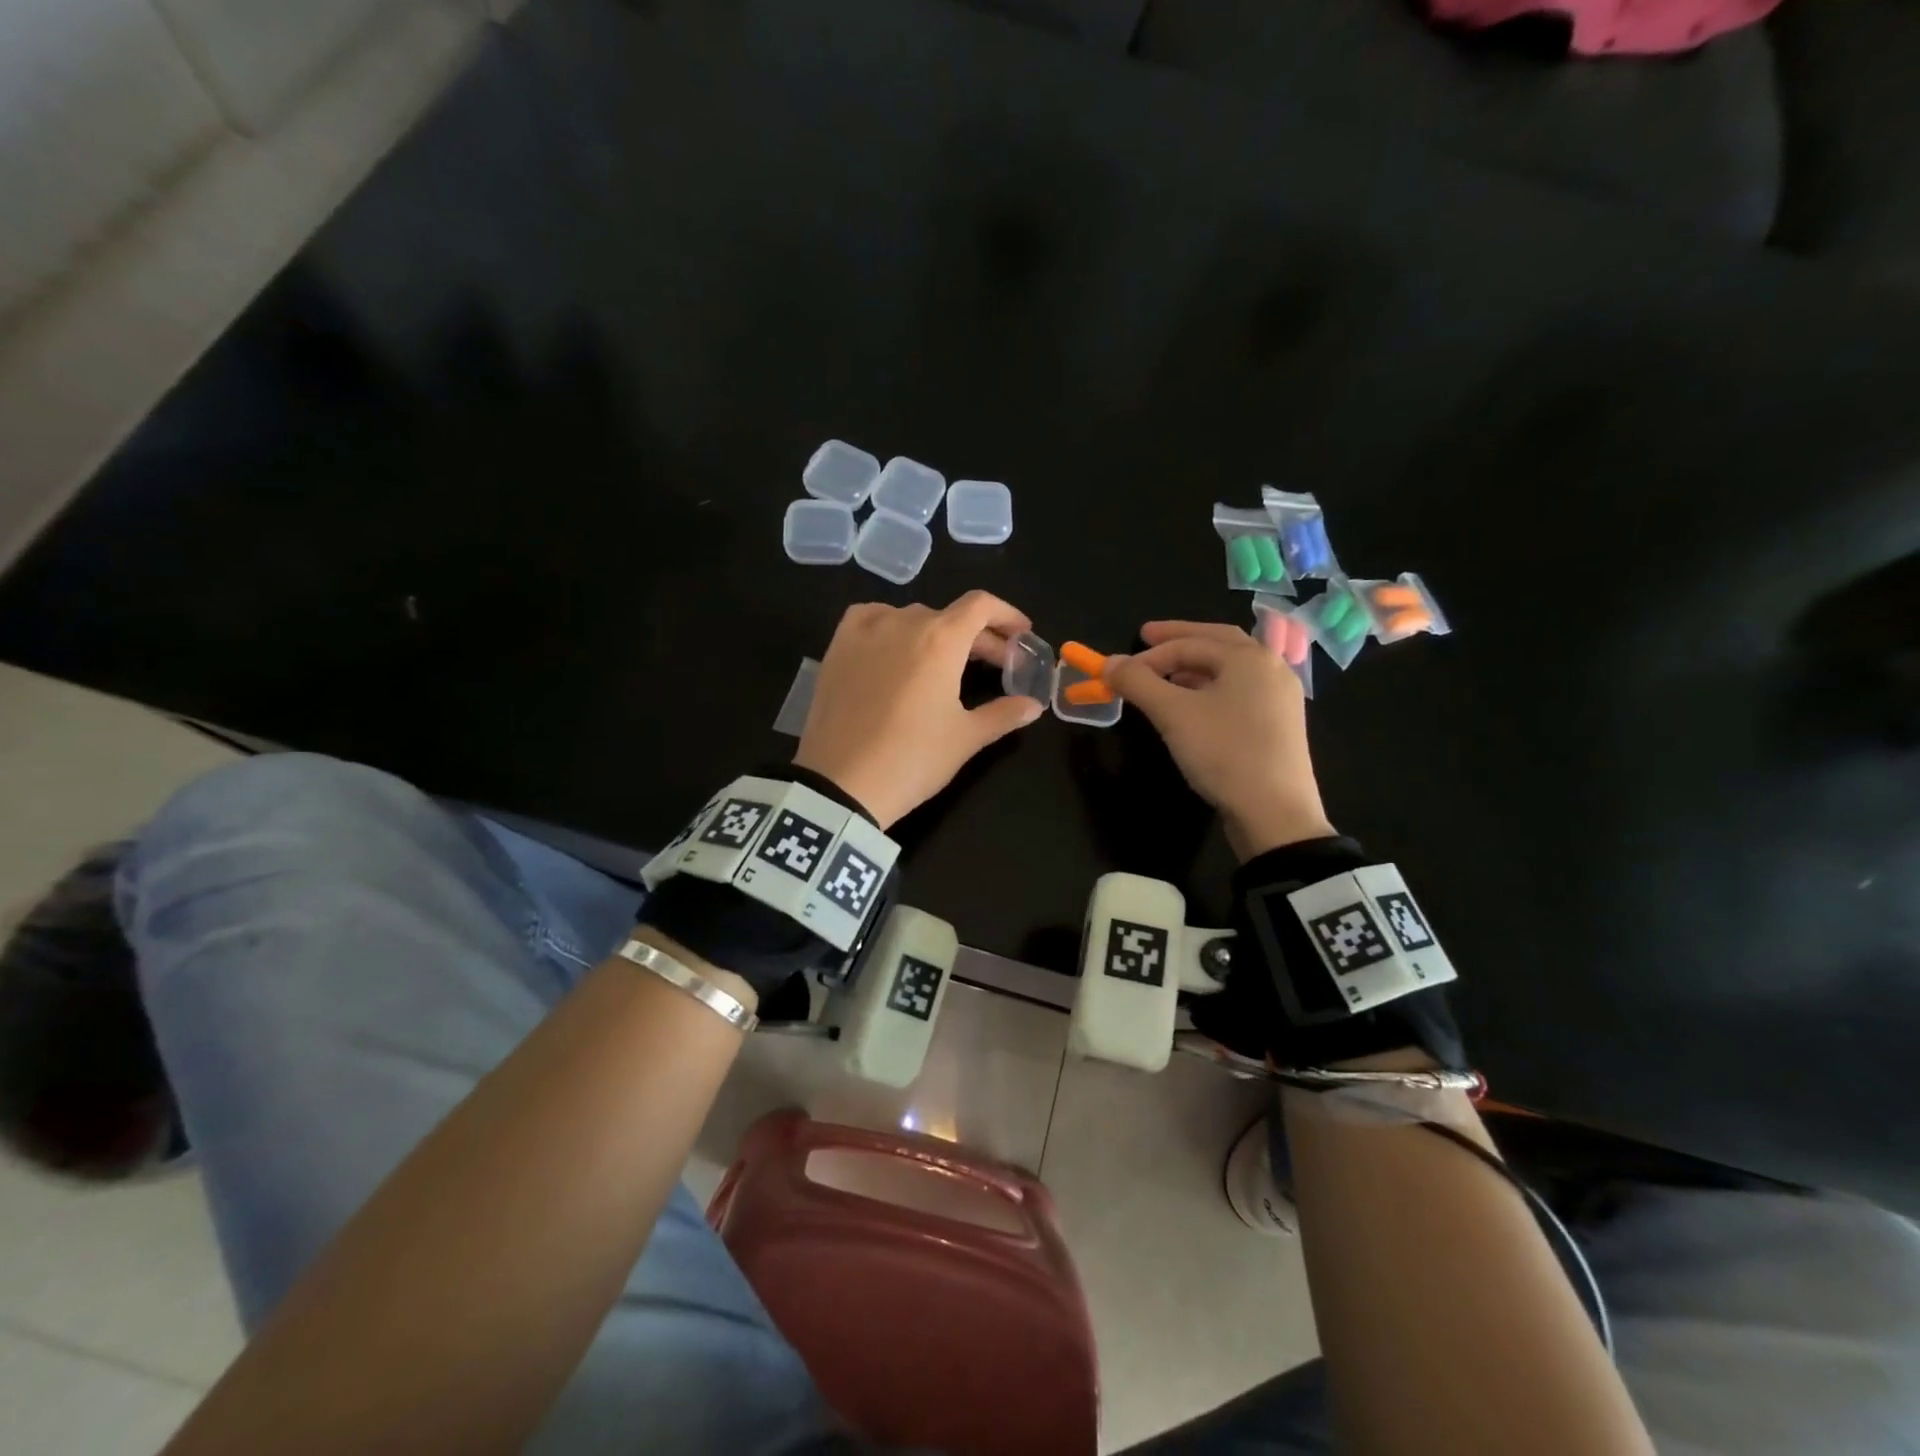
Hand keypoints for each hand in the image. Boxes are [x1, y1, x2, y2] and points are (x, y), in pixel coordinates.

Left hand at [794, 591, 1044, 828]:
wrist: (840, 784)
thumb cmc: (913, 759)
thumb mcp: (965, 738)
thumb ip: (1003, 714)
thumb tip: (1034, 706)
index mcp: (941, 638)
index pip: (981, 606)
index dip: (1007, 615)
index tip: (1021, 635)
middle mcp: (903, 622)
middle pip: (949, 616)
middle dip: (978, 637)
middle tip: (994, 665)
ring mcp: (865, 631)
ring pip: (911, 618)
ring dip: (936, 634)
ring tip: (944, 663)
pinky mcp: (837, 647)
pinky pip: (870, 619)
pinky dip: (891, 626)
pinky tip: (895, 647)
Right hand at [1103, 621, 1333, 858]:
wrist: (1275, 814)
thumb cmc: (1224, 753)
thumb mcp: (1173, 714)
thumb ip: (1138, 682)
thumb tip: (1108, 662)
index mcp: (1249, 657)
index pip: (1189, 643)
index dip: (1148, 655)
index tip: (1118, 671)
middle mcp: (1271, 667)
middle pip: (1217, 643)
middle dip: (1179, 640)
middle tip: (1146, 638)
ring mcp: (1280, 697)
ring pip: (1229, 669)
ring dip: (1193, 667)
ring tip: (1163, 677)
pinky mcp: (1279, 724)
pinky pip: (1239, 692)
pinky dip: (1210, 688)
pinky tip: (1192, 706)